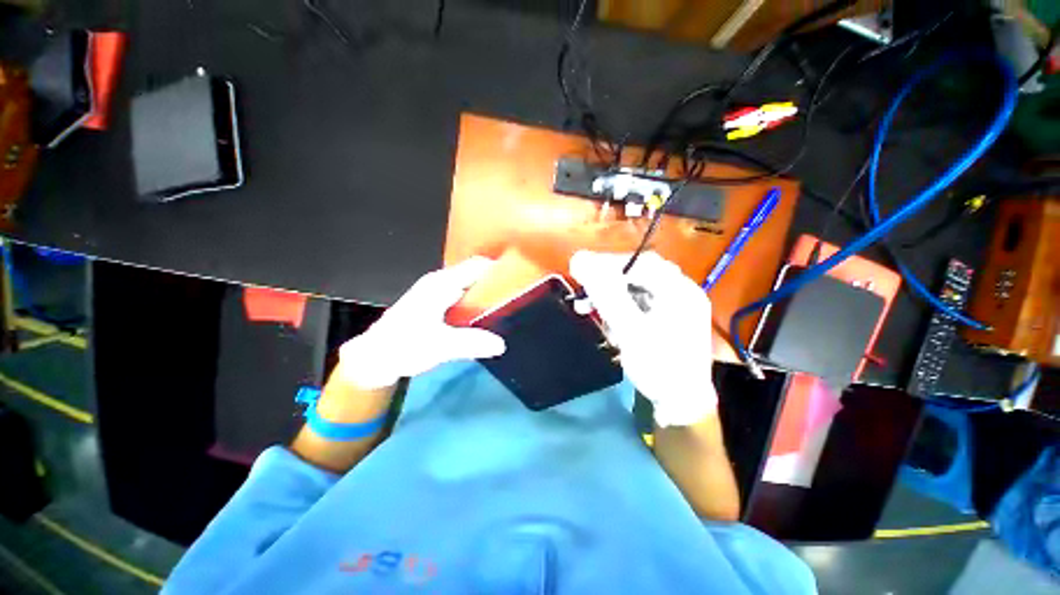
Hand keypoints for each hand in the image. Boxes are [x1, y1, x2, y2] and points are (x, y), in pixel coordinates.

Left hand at [335, 257, 506, 389]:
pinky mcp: (437, 305)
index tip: (521, 279)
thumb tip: (502, 344)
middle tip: (519, 298)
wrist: (374, 359)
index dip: (499, 269)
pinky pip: (464, 297)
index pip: (477, 266)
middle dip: (497, 283)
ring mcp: (438, 293)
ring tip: (508, 307)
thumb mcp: (439, 346)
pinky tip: (487, 317)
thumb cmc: (402, 347)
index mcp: (441, 284)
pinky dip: (477, 304)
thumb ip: (471, 343)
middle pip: (476, 275)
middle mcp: (441, 283)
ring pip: (470, 287)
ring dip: (488, 295)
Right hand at [569, 251, 716, 426]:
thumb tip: (580, 259)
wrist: (682, 406)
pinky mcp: (664, 321)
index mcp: (679, 290)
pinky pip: (636, 306)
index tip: (580, 269)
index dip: (607, 262)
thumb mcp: (630, 329)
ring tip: (586, 310)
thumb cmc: (659, 366)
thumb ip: (606, 293)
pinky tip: (608, 325)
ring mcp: (673, 308)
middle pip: (637, 275)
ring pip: (634, 291)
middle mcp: (680, 293)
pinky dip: (618, 312)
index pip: (640, 262)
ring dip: (608, 299)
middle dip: (606, 283)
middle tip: (583, 292)